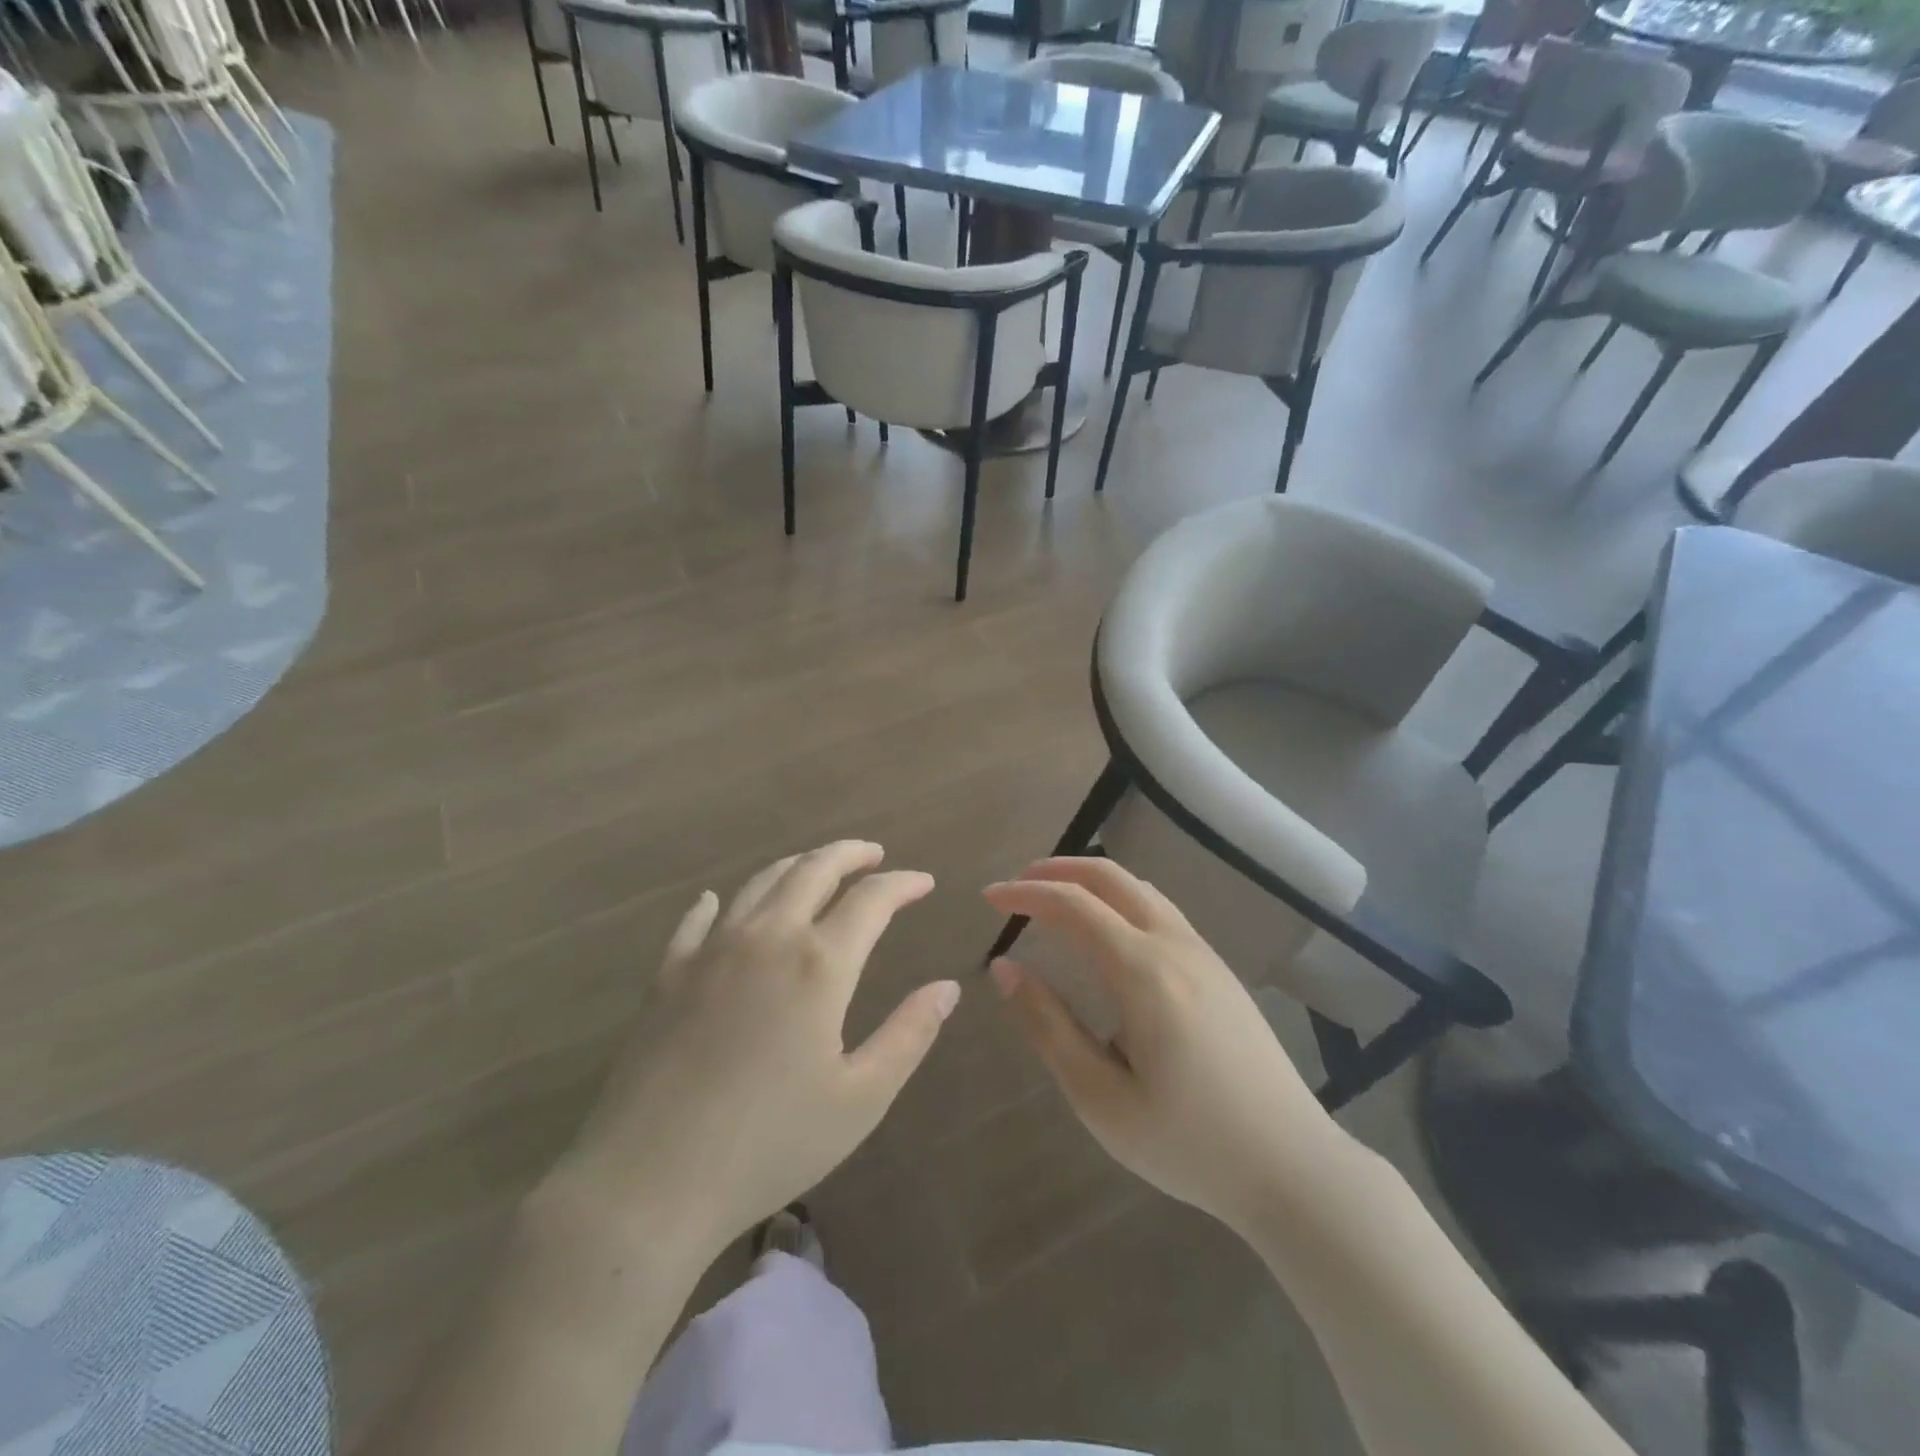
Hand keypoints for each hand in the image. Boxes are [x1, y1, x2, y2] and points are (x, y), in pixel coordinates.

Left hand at [552, 841, 959, 1262]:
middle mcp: (767, 938)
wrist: (647, 1183)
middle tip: (873, 855)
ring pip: (760, 883)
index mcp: (819, 964)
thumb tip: (948, 987)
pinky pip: (696, 920)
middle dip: (850, 854)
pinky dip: (717, 902)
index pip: (871, 899)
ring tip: (817, 868)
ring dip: (797, 866)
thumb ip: (909, 1035)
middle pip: (813, 870)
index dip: (903, 883)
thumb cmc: (768, 1145)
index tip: (924, 882)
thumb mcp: (860, 1100)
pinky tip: (717, 902)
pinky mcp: (667, 974)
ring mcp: (710, 951)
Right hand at [984, 858, 1344, 1238]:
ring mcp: (1204, 954)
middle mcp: (1175, 945)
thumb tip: (1006, 967)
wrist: (1293, 1166)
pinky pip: (1161, 911)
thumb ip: (1048, 1026)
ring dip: (1092, 882)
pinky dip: (1121, 900)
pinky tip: (1109, 933)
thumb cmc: (1189, 1142)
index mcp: (1143, 971)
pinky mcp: (1220, 971)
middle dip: (1059, 869)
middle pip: (1111, 877)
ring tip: (1056, 900)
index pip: (1073, 905)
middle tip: (1018, 885)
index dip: (1025, 894)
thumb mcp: (1101, 1098)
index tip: (989, 897)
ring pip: (1140, 889)